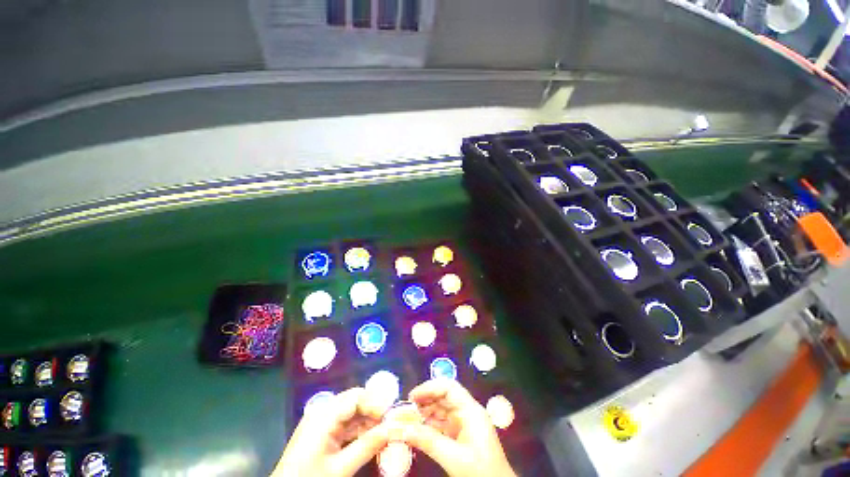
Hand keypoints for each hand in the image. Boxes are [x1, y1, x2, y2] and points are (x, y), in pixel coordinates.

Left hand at [272, 387, 393, 476]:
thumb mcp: (341, 468)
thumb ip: (367, 446)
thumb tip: (393, 429)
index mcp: (324, 415)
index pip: (356, 396)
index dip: (375, 403)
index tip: (390, 416)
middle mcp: (322, 411)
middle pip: (354, 401)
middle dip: (373, 411)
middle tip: (388, 425)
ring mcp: (319, 420)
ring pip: (350, 411)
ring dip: (367, 420)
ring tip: (381, 433)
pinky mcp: (319, 430)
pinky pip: (343, 422)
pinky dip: (357, 428)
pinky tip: (368, 438)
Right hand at [402, 379, 515, 476]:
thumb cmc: (480, 472)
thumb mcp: (453, 458)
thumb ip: (428, 441)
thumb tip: (404, 429)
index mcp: (471, 410)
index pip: (449, 388)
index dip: (430, 388)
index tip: (412, 396)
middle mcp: (468, 412)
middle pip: (444, 397)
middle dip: (426, 400)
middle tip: (407, 408)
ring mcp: (465, 423)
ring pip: (442, 410)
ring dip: (426, 412)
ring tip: (409, 418)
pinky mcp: (462, 435)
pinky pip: (443, 423)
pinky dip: (430, 424)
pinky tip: (418, 429)